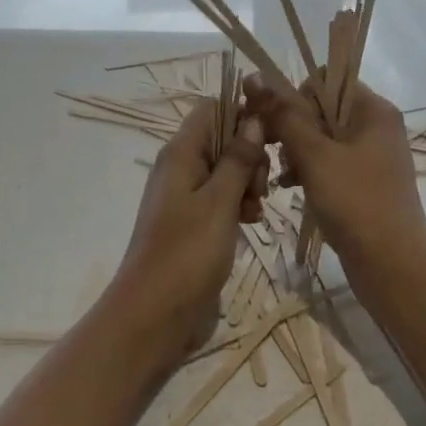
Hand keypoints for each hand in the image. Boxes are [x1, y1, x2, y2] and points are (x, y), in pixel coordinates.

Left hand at [106, 99, 269, 371]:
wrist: (154, 317)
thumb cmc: (187, 253)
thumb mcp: (219, 202)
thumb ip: (238, 158)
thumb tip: (253, 119)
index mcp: (180, 153)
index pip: (213, 109)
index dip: (242, 114)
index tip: (271, 136)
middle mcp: (181, 167)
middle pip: (223, 139)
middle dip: (249, 155)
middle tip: (260, 187)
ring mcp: (186, 197)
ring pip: (227, 170)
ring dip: (248, 183)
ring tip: (256, 210)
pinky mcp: (195, 224)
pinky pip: (222, 198)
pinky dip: (239, 205)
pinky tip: (251, 223)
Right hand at [242, 75, 425, 278]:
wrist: (393, 268)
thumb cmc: (356, 203)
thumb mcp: (315, 156)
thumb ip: (285, 116)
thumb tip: (256, 78)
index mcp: (374, 110)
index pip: (325, 81)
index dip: (296, 97)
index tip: (277, 124)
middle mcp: (376, 126)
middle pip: (322, 109)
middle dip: (293, 128)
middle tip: (274, 152)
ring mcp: (372, 156)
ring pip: (322, 138)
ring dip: (297, 152)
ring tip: (282, 175)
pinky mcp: (364, 182)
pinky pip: (330, 162)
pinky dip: (309, 170)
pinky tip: (289, 187)